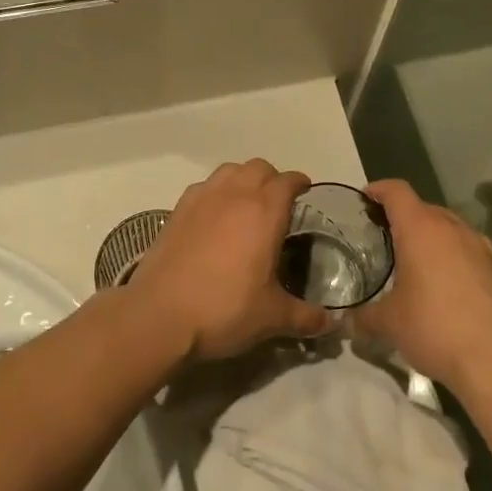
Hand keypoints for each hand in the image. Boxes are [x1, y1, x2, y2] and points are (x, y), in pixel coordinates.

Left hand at [128, 160, 330, 360]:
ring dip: (243, 179)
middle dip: (272, 179)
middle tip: (277, 203)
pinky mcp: (178, 209)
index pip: (288, 181)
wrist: (160, 315)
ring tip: (246, 203)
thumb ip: (306, 317)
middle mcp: (235, 195)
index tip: (305, 191)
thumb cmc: (224, 310)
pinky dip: (216, 191)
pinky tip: (214, 216)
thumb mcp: (272, 318)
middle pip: (259, 167)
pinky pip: (204, 186)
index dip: (299, 183)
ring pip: (229, 170)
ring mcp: (203, 198)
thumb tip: (332, 323)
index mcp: (265, 211)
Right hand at [352, 180, 491, 393]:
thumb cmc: (433, 326)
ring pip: (450, 228)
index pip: (396, 191)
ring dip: (432, 238)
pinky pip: (469, 251)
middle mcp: (452, 227)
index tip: (366, 199)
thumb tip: (347, 321)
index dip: (379, 190)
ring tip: (418, 263)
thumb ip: (364, 317)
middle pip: (424, 208)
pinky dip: (454, 258)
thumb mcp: (389, 323)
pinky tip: (448, 286)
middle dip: (404, 218)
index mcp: (420, 228)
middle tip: (386, 239)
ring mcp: (480, 246)